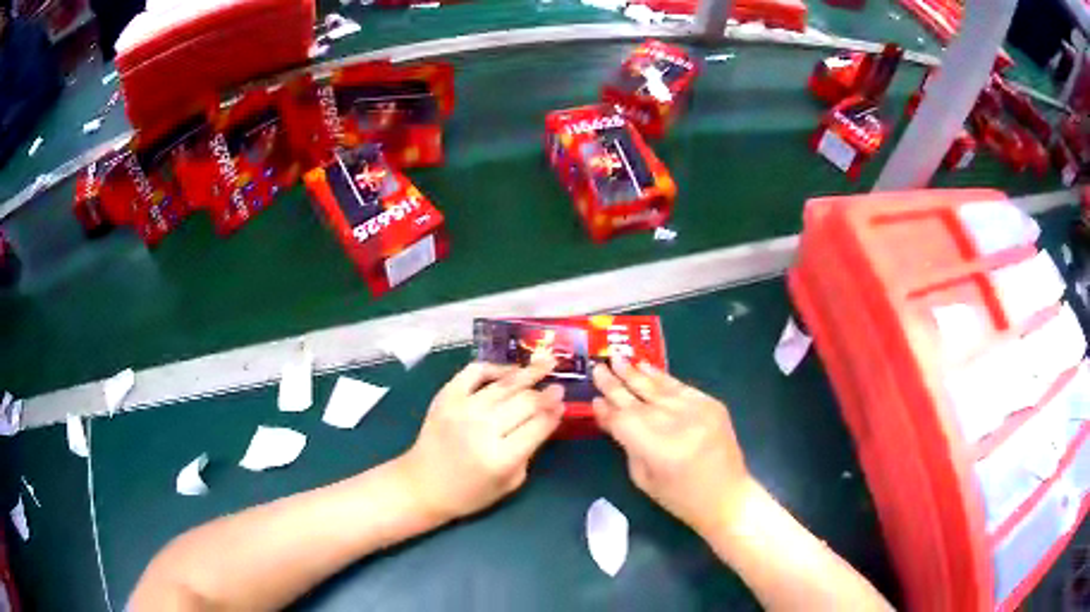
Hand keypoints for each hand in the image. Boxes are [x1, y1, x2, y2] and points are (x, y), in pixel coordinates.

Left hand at [397, 359, 564, 522]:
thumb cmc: (469, 493)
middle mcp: (483, 429)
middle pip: (525, 402)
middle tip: (558, 387)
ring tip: (546, 362)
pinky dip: (493, 367)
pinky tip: (509, 370)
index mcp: (501, 457)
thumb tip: (546, 420)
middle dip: (545, 393)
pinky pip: (473, 372)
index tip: (564, 403)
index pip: (538, 425)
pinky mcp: (446, 397)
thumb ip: (529, 452)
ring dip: (528, 373)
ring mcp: (462, 409)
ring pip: (504, 385)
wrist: (422, 485)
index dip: (554, 412)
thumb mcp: (510, 483)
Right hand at [592, 358, 749, 534]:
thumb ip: (625, 443)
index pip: (623, 420)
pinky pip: (681, 386)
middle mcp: (677, 422)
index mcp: (658, 448)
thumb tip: (606, 412)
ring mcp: (697, 410)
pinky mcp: (711, 404)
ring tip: (617, 357)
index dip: (607, 408)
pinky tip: (646, 367)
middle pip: (638, 398)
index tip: (593, 397)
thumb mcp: (643, 478)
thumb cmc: (679, 498)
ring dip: (636, 373)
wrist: (726, 496)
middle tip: (598, 366)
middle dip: (615, 383)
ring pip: (659, 386)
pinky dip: (662, 377)